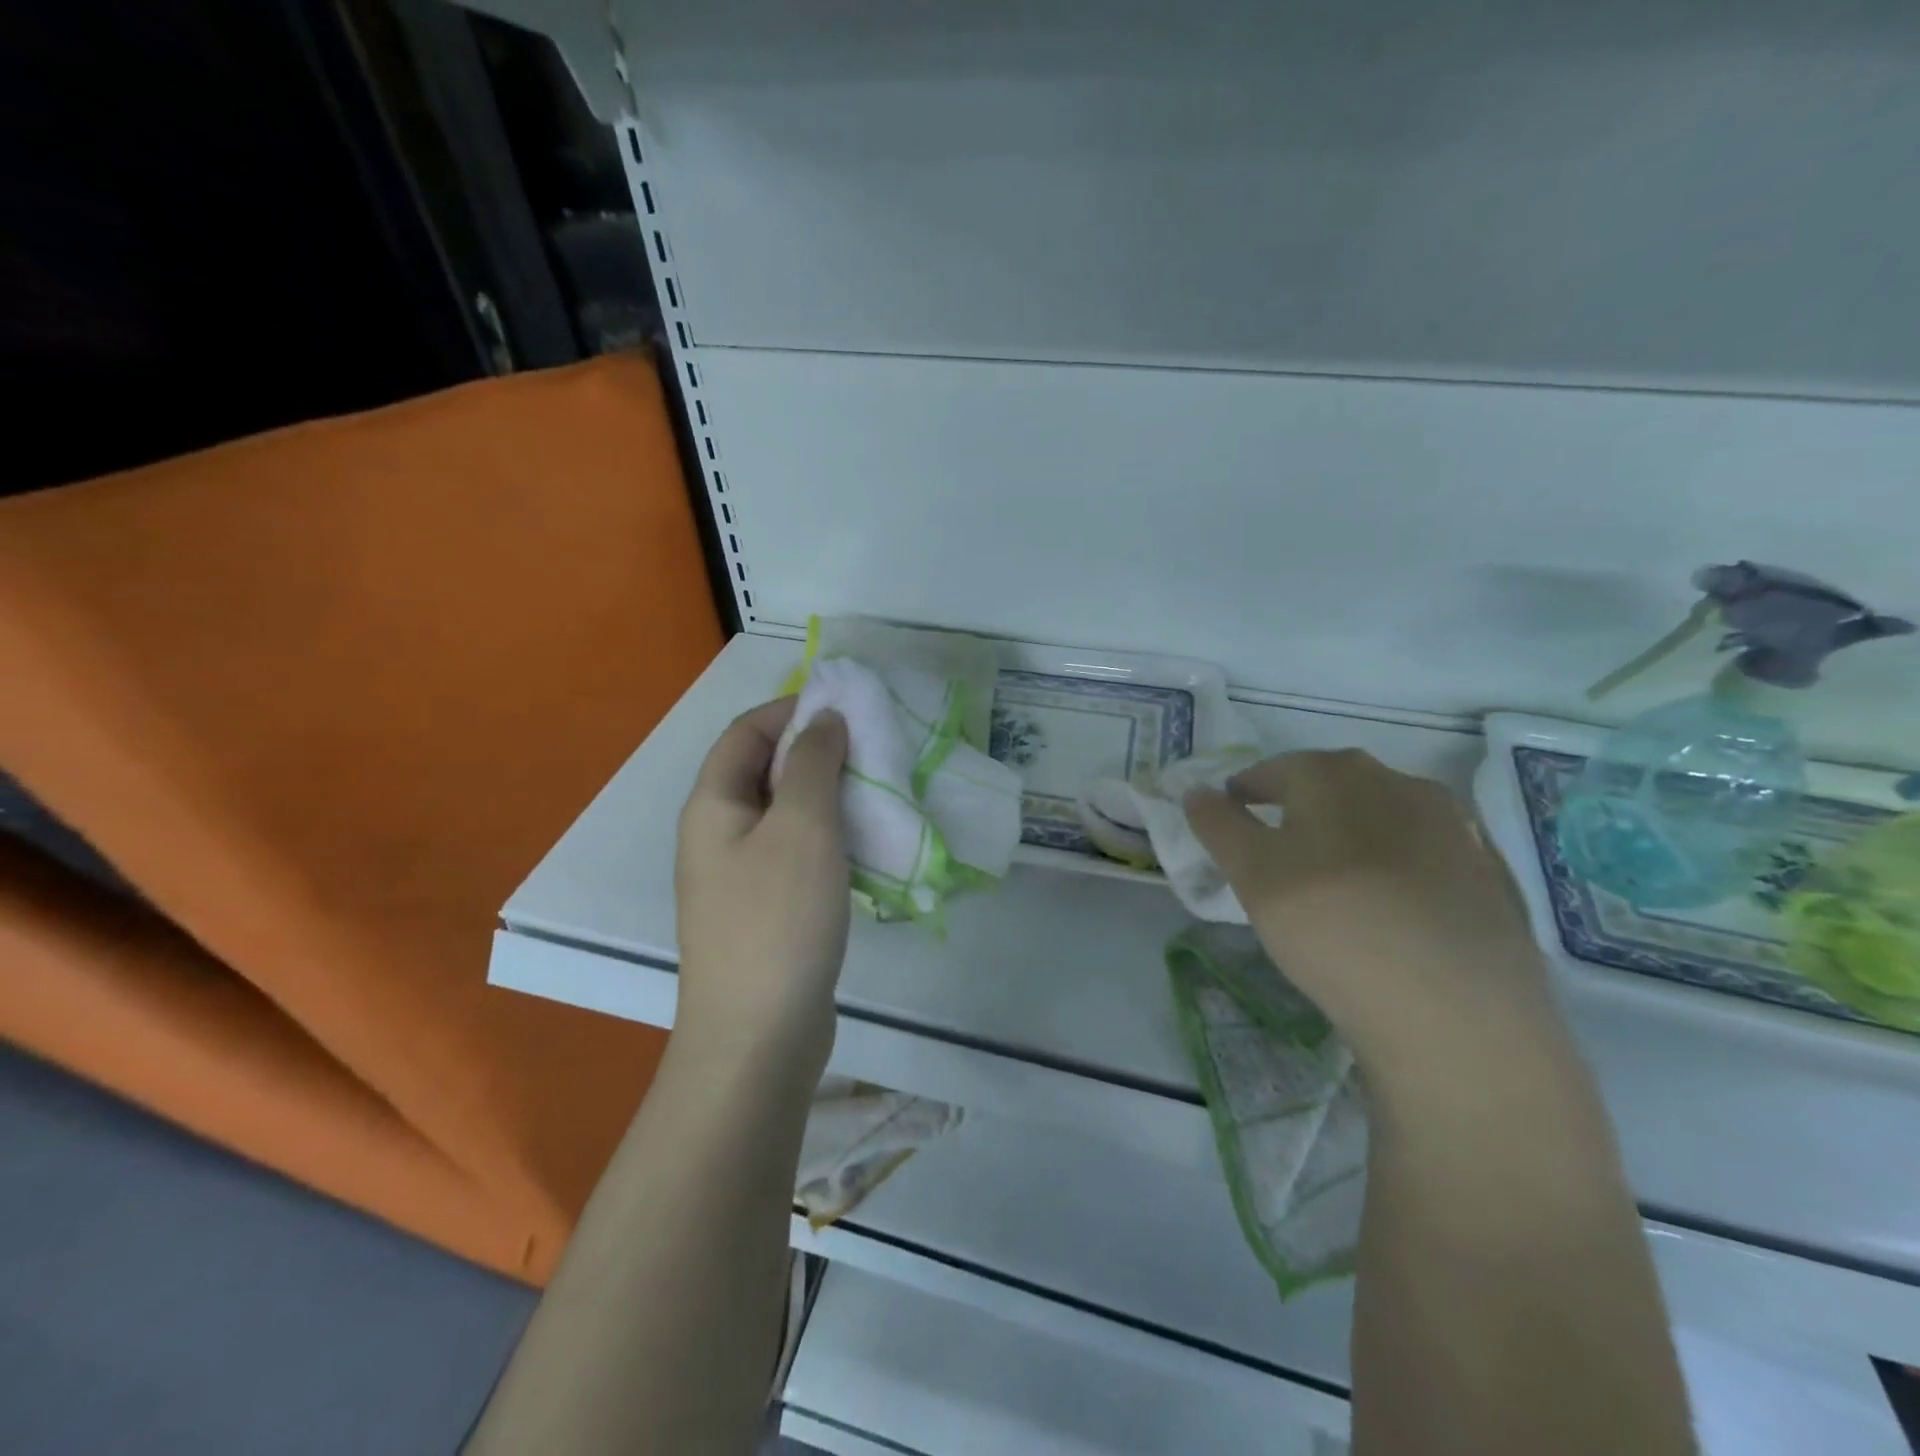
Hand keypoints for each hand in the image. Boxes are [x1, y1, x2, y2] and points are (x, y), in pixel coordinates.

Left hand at [675, 697, 850, 1079]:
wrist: (759, 1036)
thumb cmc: (777, 919)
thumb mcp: (802, 827)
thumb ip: (813, 763)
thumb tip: (824, 719)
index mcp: (713, 805)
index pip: (746, 732)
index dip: (792, 709)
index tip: (848, 707)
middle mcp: (718, 835)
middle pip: (765, 771)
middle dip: (816, 752)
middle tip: (873, 749)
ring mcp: (740, 877)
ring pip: (786, 814)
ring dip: (829, 796)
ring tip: (879, 792)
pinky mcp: (766, 910)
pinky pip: (798, 854)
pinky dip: (831, 838)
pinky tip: (867, 845)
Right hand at [1186, 750, 1556, 1077]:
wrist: (1454, 1008)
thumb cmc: (1330, 923)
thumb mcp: (1251, 873)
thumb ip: (1218, 825)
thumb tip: (1197, 792)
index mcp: (1335, 772)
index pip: (1273, 769)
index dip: (1244, 791)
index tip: (1229, 816)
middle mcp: (1398, 782)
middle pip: (1331, 785)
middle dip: (1297, 808)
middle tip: (1274, 848)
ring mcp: (1453, 826)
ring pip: (1380, 816)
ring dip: (1349, 833)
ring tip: (1331, 878)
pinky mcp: (1487, 873)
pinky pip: (1421, 853)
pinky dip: (1393, 865)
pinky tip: (1386, 904)